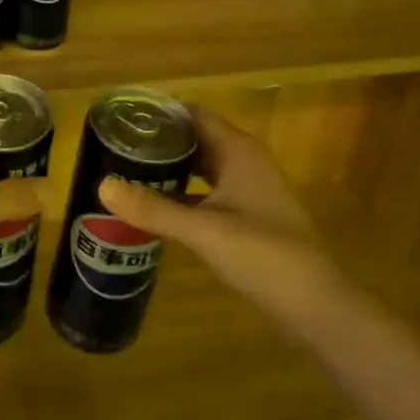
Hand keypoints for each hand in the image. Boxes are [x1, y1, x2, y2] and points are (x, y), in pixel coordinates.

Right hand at [98, 107, 344, 339]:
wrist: (317, 306)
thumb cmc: (263, 255)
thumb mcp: (203, 230)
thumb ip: (153, 208)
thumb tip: (102, 185)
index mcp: (238, 150)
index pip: (192, 114)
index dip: (159, 113)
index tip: (122, 118)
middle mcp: (245, 161)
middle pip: (196, 138)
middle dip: (160, 141)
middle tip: (117, 146)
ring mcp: (251, 189)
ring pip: (203, 166)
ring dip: (172, 167)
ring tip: (130, 171)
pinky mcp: (251, 215)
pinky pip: (210, 191)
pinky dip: (185, 192)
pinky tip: (159, 206)